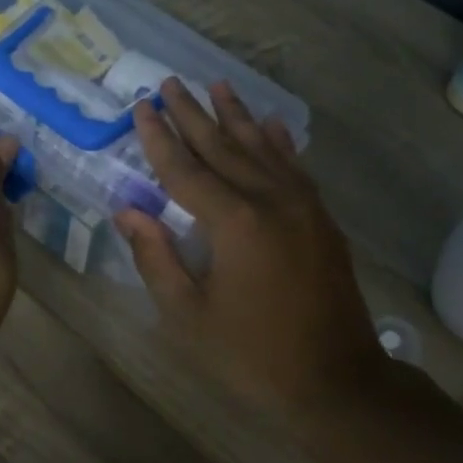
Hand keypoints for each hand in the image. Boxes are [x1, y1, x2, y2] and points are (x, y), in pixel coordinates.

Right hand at [115, 80, 387, 415]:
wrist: (335, 379)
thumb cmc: (251, 354)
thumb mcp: (188, 316)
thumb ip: (156, 258)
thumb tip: (128, 211)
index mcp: (234, 223)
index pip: (185, 170)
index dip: (159, 139)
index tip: (141, 107)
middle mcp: (270, 201)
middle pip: (223, 147)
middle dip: (193, 114)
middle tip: (170, 82)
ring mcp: (303, 207)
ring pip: (262, 149)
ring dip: (236, 116)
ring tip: (217, 85)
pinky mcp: (321, 220)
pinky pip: (295, 168)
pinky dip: (279, 143)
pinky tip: (270, 124)